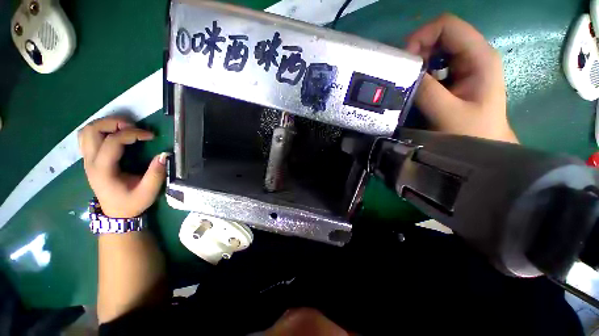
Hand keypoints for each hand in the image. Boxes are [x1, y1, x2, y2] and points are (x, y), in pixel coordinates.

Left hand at [78, 116, 167, 217]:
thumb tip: (164, 155)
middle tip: (134, 127)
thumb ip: (156, 173)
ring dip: (106, 124)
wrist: (116, 214)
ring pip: (87, 131)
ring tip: (126, 128)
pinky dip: (100, 130)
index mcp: (103, 170)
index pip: (112, 141)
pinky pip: (88, 137)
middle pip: (93, 130)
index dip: (132, 133)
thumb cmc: (132, 203)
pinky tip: (115, 135)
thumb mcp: (148, 192)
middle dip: (114, 123)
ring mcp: (87, 160)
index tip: (151, 136)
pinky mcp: (90, 159)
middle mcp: (90, 162)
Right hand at [405, 14, 517, 142]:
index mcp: (479, 56)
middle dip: (418, 50)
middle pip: (441, 34)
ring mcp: (467, 64)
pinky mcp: (458, 75)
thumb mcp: (447, 113)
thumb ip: (426, 91)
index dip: (421, 36)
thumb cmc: (472, 132)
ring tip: (408, 81)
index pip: (447, 25)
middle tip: (403, 73)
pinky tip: (416, 85)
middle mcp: (474, 54)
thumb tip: (404, 72)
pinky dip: (422, 71)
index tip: (404, 61)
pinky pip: (436, 64)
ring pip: (437, 48)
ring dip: (418, 61)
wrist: (485, 145)